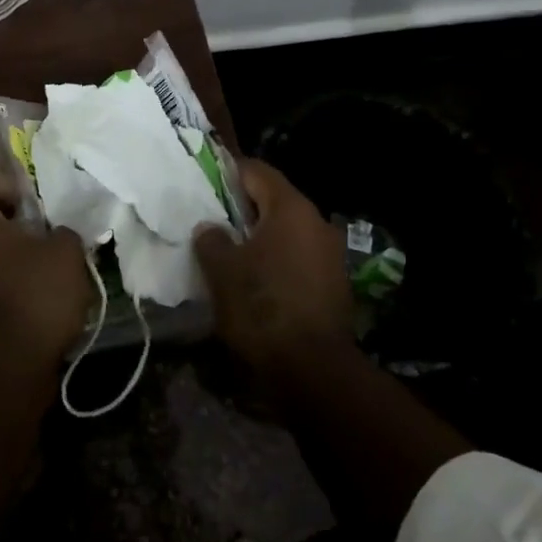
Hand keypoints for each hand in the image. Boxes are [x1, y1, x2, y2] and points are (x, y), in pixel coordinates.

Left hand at [0, 172, 93, 363]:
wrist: (4, 366)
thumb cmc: (33, 294)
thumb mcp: (66, 253)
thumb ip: (63, 234)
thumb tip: (57, 236)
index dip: (2, 182)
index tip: (29, 198)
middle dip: (9, 222)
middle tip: (41, 232)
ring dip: (9, 257)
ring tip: (45, 270)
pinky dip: (7, 286)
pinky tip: (37, 300)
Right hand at [194, 160, 352, 383]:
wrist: (313, 369)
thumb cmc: (262, 307)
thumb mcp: (222, 271)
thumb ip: (211, 240)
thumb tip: (210, 229)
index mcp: (291, 209)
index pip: (258, 172)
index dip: (230, 172)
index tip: (207, 182)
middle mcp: (317, 223)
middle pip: (275, 201)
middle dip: (244, 208)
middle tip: (214, 220)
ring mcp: (331, 255)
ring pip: (288, 232)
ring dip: (261, 237)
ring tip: (232, 253)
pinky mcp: (335, 284)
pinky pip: (299, 258)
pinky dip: (278, 261)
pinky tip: (257, 281)